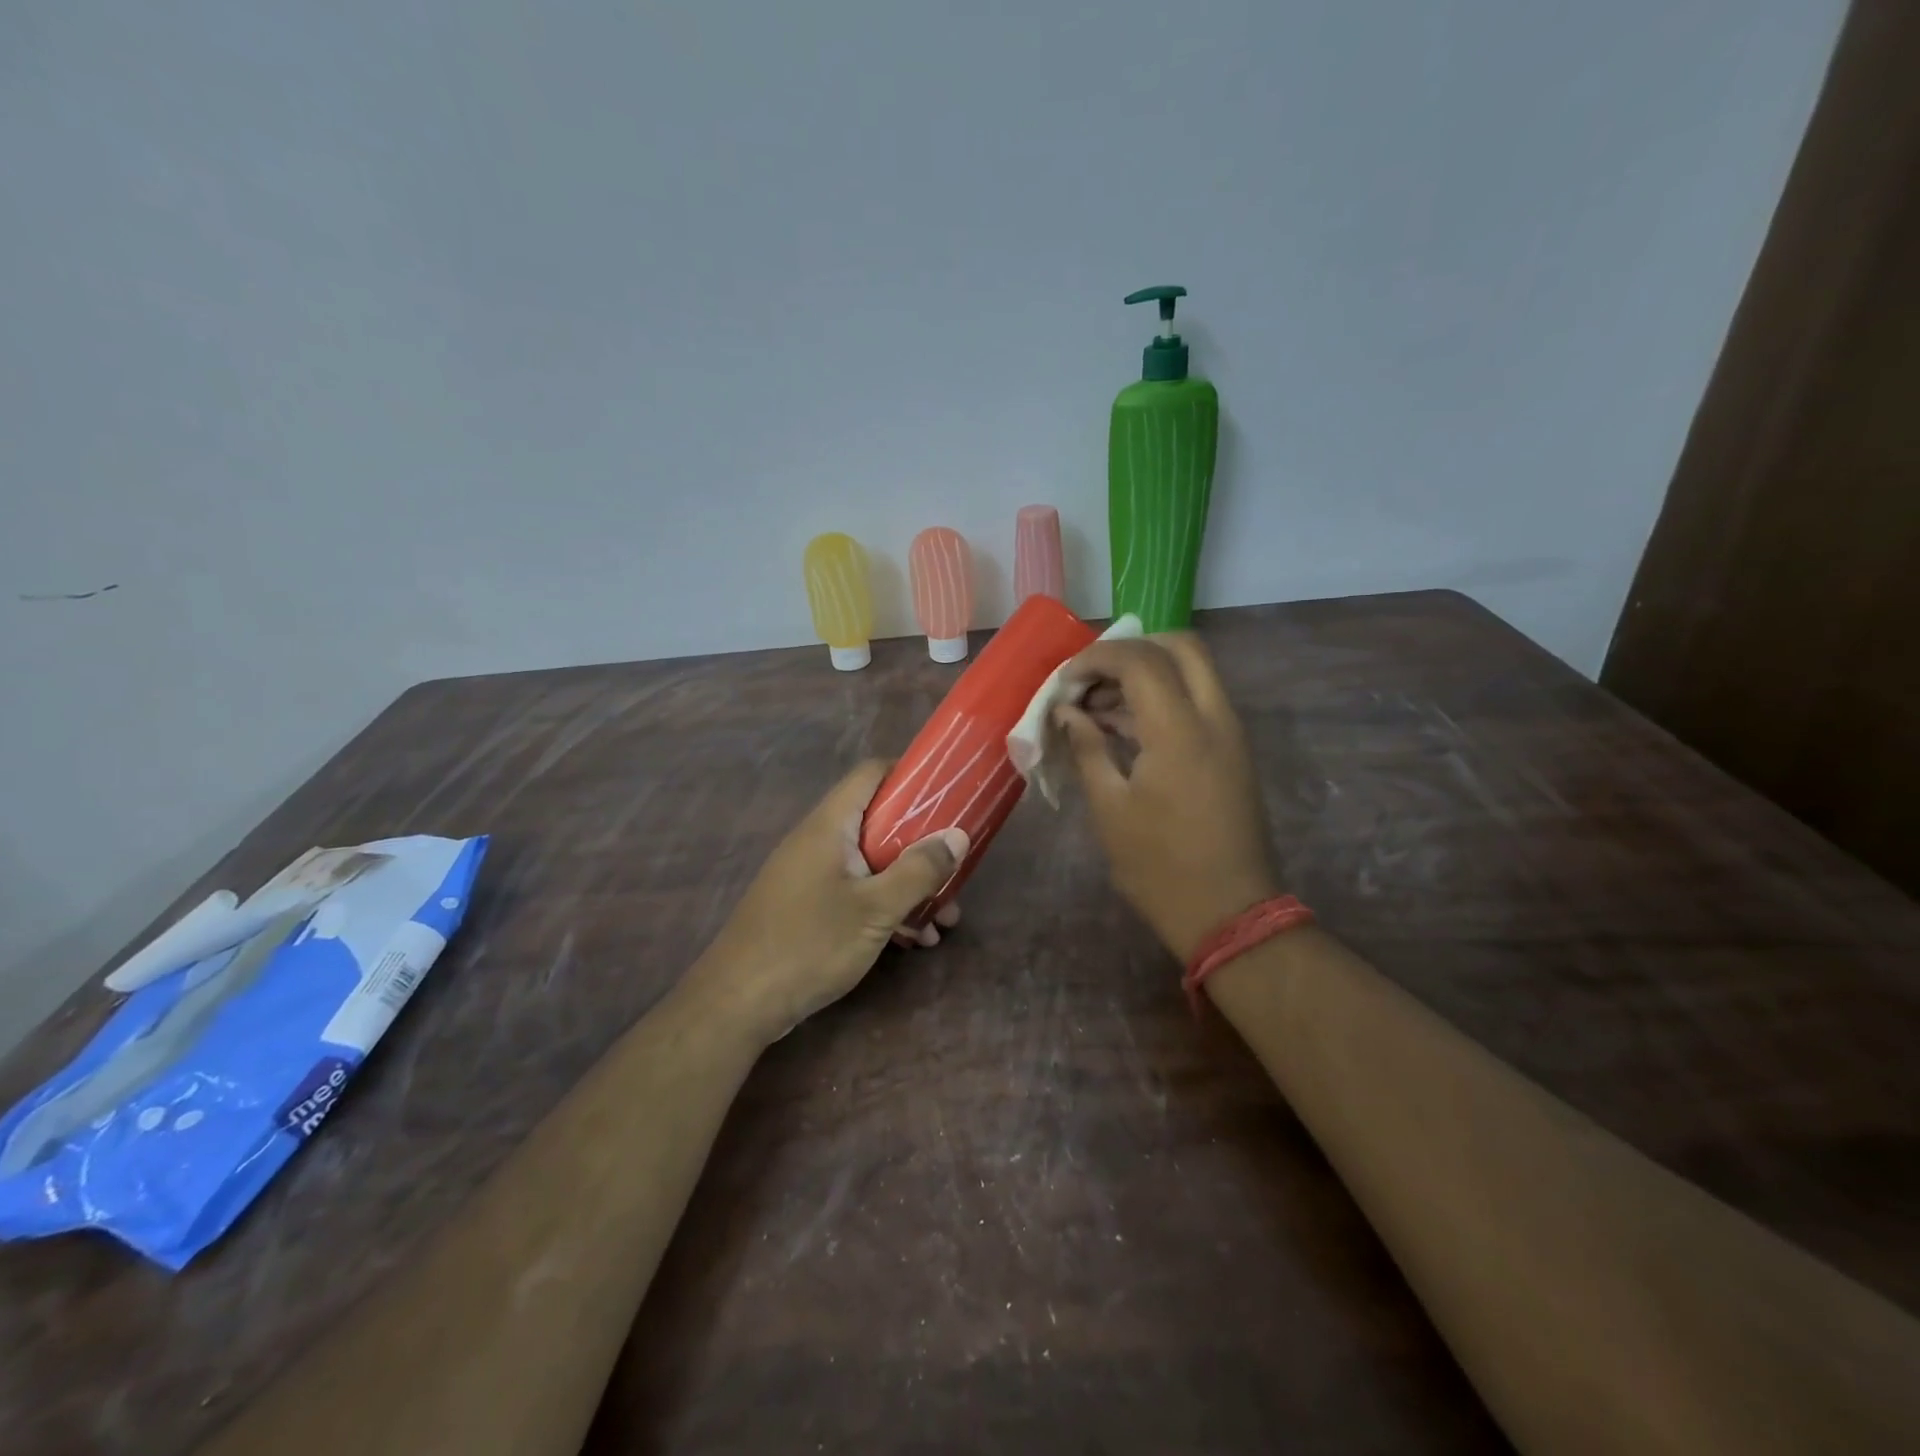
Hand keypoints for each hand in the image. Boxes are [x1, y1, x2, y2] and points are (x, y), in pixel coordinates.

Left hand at [690, 760, 967, 1043]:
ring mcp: (811, 875)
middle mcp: (818, 841)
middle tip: (955, 871)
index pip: (871, 774)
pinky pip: (856, 892)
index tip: (949, 793)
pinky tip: (913, 940)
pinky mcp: (807, 907)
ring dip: (909, 885)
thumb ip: (919, 871)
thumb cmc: (809, 944)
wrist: (737, 1004)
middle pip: (879, 823)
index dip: (910, 774)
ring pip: (871, 864)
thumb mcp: (875, 909)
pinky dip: (885, 907)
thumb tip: (958, 835)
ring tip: (945, 920)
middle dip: (921, 847)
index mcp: (830, 825)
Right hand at [1056, 634, 1277, 960]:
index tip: (1065, 682)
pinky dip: (1164, 696)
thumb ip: (1087, 748)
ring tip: (1100, 707)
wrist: (1230, 913)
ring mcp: (1230, 732)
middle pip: (1180, 646)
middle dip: (1130, 650)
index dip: (1096, 658)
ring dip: (1147, 673)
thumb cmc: (1160, 867)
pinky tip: (1126, 729)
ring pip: (1193, 670)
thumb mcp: (1110, 808)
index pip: (1140, 659)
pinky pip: (1199, 700)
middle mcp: (1214, 717)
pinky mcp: (1234, 750)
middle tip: (1092, 680)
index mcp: (1180, 731)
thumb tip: (1067, 711)